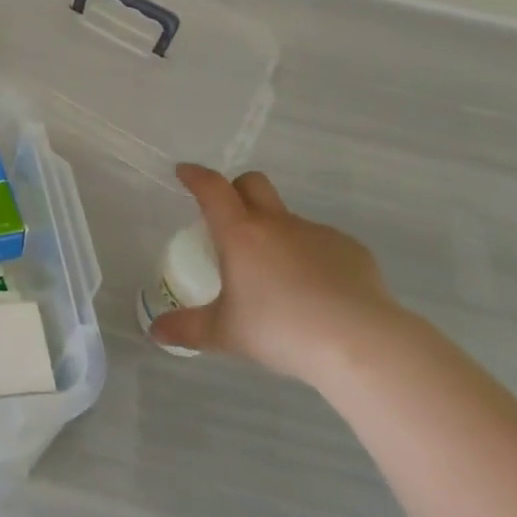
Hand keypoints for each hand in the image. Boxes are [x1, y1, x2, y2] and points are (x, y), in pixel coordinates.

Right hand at [149, 165, 401, 382]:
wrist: (361, 343)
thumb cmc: (282, 331)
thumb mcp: (226, 334)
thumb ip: (188, 329)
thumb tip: (155, 331)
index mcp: (240, 233)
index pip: (212, 188)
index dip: (195, 176)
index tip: (184, 173)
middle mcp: (276, 223)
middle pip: (253, 183)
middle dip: (236, 189)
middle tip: (229, 214)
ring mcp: (317, 233)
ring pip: (288, 218)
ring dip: (276, 232)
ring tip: (279, 276)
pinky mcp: (351, 250)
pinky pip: (323, 243)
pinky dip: (313, 257)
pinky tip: (320, 293)